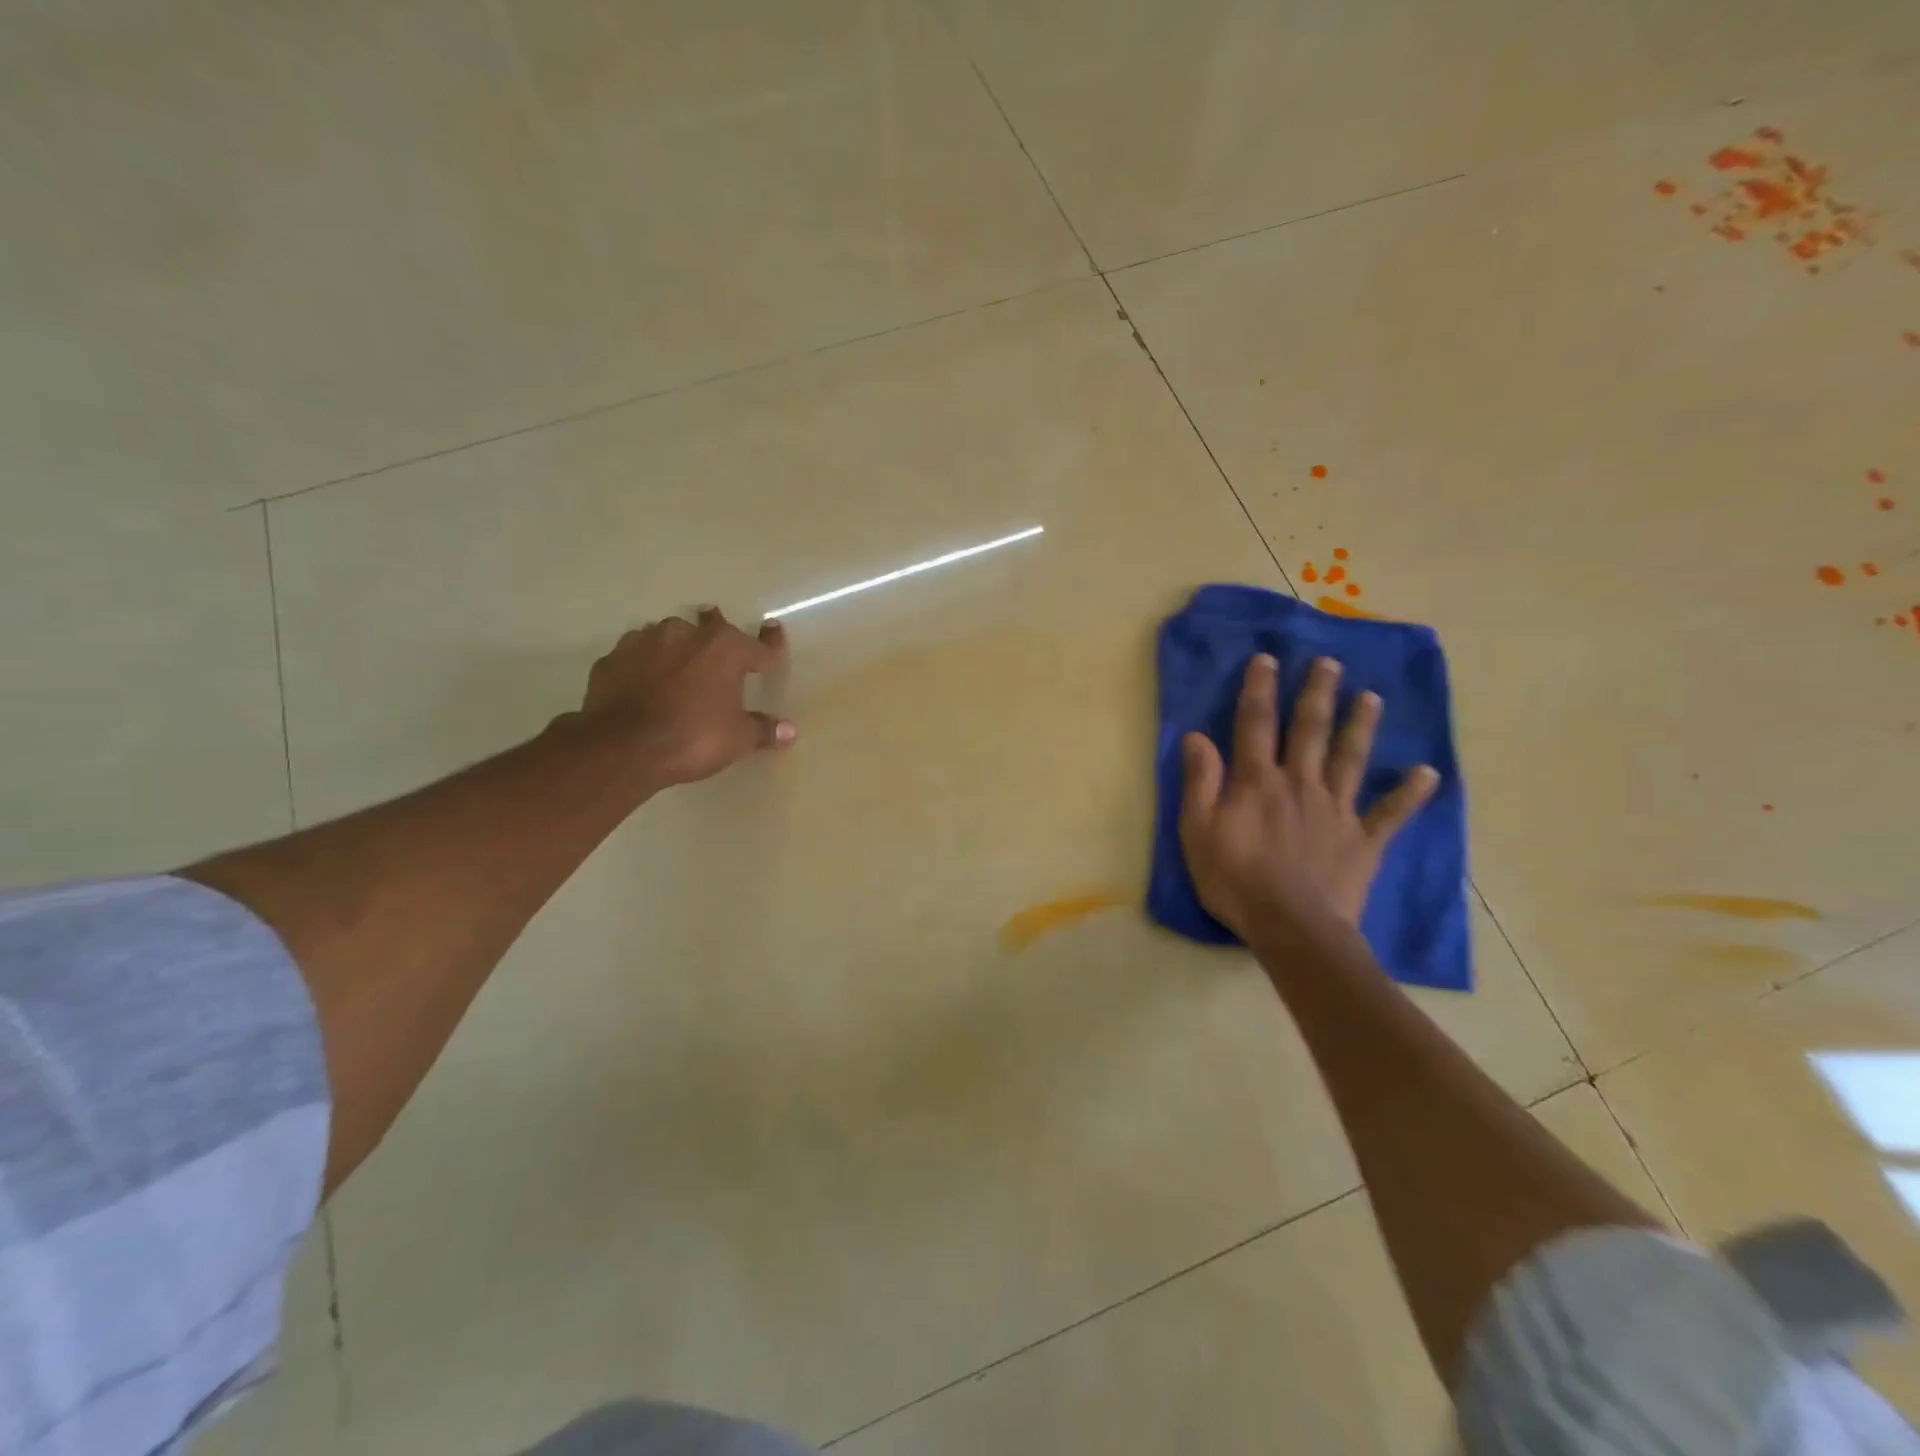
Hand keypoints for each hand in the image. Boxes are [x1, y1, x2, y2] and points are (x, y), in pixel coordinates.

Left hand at [578, 608, 793, 788]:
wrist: (622, 748)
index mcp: (725, 648)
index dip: (771, 643)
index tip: (775, 631)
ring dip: (677, 649)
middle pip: (709, 628)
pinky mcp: (612, 659)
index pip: (758, 646)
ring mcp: (644, 641)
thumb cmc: (693, 737)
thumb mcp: (737, 739)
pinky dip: (644, 666)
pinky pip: (636, 656)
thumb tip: (789, 731)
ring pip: (668, 637)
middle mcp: (686, 634)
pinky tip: (644, 683)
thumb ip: (763, 730)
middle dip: (717, 633)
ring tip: (678, 667)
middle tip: (719, 644)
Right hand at [1179, 654, 1437, 940]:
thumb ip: (1200, 782)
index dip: (1259, 690)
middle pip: (1311, 731)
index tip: (1268, 659)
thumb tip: (1196, 737)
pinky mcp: (1364, 840)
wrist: (1292, 927)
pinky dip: (1410, 793)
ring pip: (1352, 759)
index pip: (1256, 725)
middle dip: (1318, 694)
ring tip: (1373, 697)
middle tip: (1330, 663)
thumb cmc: (1235, 880)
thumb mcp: (1198, 831)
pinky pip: (1390, 813)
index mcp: (1258, 781)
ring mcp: (1337, 810)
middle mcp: (1301, 783)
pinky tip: (1428, 772)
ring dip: (1362, 726)